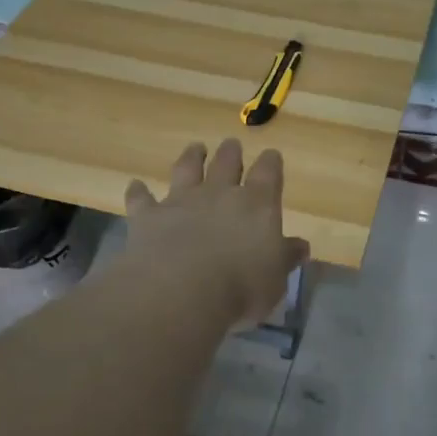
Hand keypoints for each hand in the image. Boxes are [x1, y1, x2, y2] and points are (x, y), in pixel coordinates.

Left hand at [124, 139, 310, 331]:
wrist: (181, 291)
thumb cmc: (240, 288)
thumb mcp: (275, 280)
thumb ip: (285, 258)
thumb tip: (301, 246)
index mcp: (257, 204)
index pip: (268, 173)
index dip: (271, 163)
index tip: (272, 155)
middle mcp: (219, 194)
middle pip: (226, 163)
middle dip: (231, 152)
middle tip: (231, 144)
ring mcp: (181, 201)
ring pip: (187, 169)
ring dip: (191, 157)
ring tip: (195, 148)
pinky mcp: (148, 216)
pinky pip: (141, 198)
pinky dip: (138, 192)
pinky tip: (135, 186)